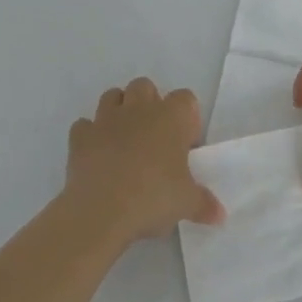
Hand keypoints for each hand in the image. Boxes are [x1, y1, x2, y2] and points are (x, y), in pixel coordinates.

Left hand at [64, 78, 223, 244]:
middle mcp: (139, 109)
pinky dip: (90, 135)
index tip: (185, 145)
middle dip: (149, 104)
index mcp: (170, 117)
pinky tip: (96, 155)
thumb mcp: (186, 204)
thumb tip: (220, 215)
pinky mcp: (80, 136)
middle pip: (145, 86)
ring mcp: (106, 119)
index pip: (185, 99)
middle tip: (154, 138)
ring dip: (119, 111)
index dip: (186, 118)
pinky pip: (85, 125)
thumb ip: (204, 204)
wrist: (101, 211)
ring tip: (124, 141)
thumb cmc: (152, 198)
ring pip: (112, 96)